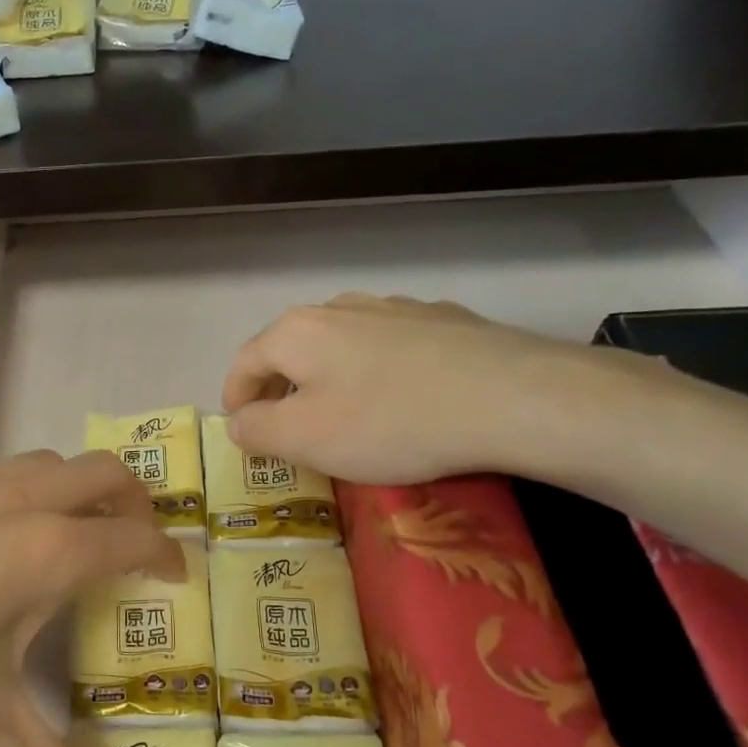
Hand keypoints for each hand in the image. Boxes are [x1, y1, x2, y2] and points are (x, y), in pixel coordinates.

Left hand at [0, 451, 180, 746]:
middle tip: (133, 539)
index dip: (165, 553)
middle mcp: (15, 500)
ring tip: (62, 534)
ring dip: (70, 488)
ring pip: (42, 463)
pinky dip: (9, 493)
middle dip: (132, 499)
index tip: (177, 573)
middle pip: (102, 472)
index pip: (133, 537)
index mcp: (47, 550)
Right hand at [221, 293, 649, 483]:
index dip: (235, 399)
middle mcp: (339, 307)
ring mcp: (395, 308)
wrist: (511, 398)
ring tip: (346, 414)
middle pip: (292, 350)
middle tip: (288, 429)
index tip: (242, 430)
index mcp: (297, 331)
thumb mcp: (304, 439)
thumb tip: (238, 421)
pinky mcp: (443, 319)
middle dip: (281, 389)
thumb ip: (256, 430)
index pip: (245, 363)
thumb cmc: (389, 422)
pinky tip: (402, 399)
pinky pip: (390, 347)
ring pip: (342, 345)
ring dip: (329, 378)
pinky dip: (378, 372)